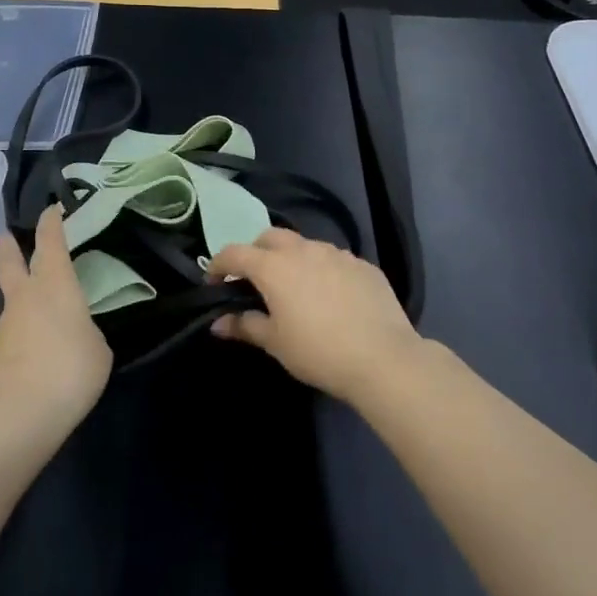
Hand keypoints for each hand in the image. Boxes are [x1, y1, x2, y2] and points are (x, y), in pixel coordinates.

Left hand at [0, 207, 112, 445]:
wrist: (18, 417)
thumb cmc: (70, 372)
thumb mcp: (98, 349)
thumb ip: (86, 332)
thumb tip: (73, 334)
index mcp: (54, 286)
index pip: (51, 243)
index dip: (51, 223)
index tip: (51, 209)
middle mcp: (25, 297)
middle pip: (11, 262)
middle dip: (10, 247)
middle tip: (6, 235)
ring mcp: (5, 326)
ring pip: (12, 300)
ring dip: (20, 297)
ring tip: (40, 313)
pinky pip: (13, 333)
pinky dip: (23, 333)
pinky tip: (37, 353)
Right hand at [206, 228, 422, 403]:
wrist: (383, 358)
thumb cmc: (318, 351)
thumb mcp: (275, 343)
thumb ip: (244, 326)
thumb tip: (218, 322)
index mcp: (274, 266)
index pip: (234, 253)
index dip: (218, 265)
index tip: (213, 282)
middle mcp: (303, 250)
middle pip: (269, 237)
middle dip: (256, 252)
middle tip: (254, 281)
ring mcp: (337, 254)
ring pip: (304, 245)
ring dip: (291, 259)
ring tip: (295, 288)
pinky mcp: (363, 265)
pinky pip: (334, 259)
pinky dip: (322, 270)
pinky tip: (330, 297)